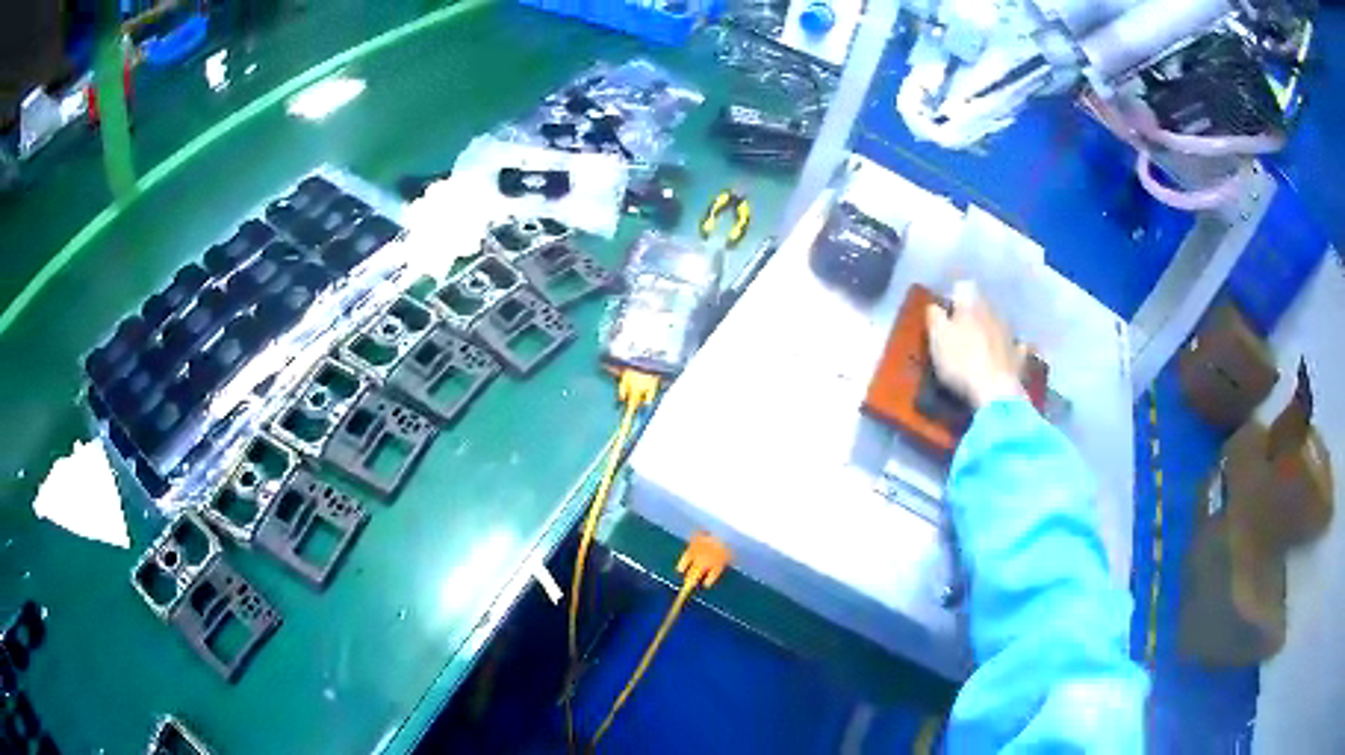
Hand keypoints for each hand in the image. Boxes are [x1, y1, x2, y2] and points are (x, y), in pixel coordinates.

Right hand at [926, 281, 1025, 408]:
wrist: (995, 391)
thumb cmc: (961, 361)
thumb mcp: (937, 338)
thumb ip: (934, 317)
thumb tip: (934, 305)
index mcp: (971, 305)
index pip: (963, 287)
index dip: (954, 295)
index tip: (947, 310)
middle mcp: (993, 312)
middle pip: (982, 303)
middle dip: (973, 310)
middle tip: (961, 326)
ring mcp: (1008, 333)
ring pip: (998, 321)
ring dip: (990, 327)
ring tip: (980, 341)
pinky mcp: (1018, 355)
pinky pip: (1014, 346)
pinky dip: (1009, 348)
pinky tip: (1005, 354)